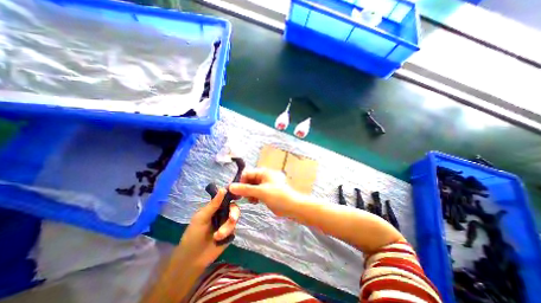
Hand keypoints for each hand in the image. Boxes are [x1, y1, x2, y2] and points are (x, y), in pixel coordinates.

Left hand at [179, 188, 238, 268]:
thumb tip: (223, 188)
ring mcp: (226, 223)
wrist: (192, 259)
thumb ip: (214, 204)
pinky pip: (234, 229)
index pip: (226, 197)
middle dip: (234, 213)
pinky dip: (228, 233)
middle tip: (232, 219)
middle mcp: (222, 213)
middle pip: (234, 207)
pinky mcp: (230, 233)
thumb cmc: (193, 235)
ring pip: (234, 218)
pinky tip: (219, 239)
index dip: (233, 195)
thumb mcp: (201, 217)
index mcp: (215, 207)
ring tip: (217, 236)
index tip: (238, 196)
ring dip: (227, 227)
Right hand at [228, 168, 303, 217]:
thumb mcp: (260, 192)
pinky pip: (257, 191)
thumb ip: (245, 189)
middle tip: (243, 198)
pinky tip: (255, 202)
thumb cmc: (278, 196)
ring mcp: (266, 184)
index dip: (240, 182)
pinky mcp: (267, 191)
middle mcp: (264, 176)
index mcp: (264, 172)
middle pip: (249, 180)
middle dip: (245, 188)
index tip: (236, 192)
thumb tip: (231, 187)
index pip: (247, 173)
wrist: (292, 206)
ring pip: (252, 187)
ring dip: (249, 193)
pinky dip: (254, 196)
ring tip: (252, 200)